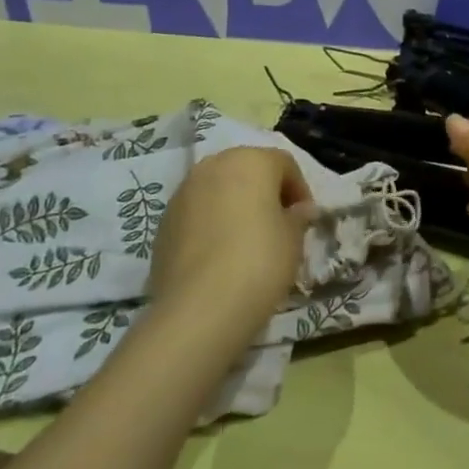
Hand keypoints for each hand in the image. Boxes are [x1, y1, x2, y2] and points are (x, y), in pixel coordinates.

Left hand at [149, 147, 314, 326]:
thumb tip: (300, 210)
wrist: (200, 308)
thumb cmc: (260, 260)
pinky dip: (211, 223)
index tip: (305, 219)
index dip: (299, 189)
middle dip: (264, 192)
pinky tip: (220, 254)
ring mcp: (183, 193)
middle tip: (278, 224)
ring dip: (235, 205)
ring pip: (218, 189)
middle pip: (247, 170)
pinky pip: (197, 213)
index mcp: (251, 161)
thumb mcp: (293, 239)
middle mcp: (214, 166)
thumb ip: (298, 217)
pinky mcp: (163, 222)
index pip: (284, 164)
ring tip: (247, 239)